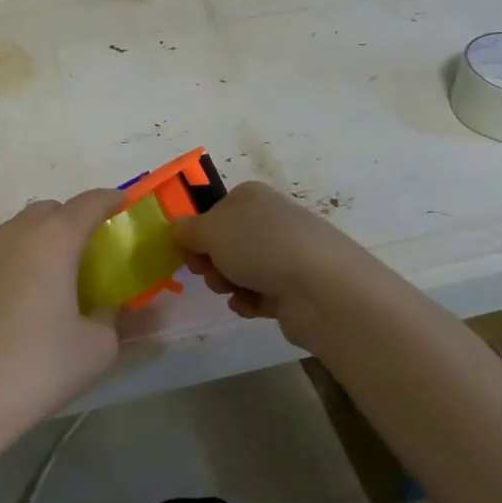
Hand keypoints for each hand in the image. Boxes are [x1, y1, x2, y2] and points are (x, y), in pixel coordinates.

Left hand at [0, 189, 125, 454]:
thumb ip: (112, 318)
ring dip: (43, 239)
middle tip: (91, 249)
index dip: (110, 200)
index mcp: (54, 240)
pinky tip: (24, 297)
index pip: (89, 203)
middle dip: (74, 219)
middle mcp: (17, 234)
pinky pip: (0, 253)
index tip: (124, 204)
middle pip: (51, 211)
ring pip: (21, 229)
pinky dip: (19, 259)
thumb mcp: (97, 347)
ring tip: (56, 274)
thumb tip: (110, 308)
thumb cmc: (39, 366)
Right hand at [173, 181, 384, 347]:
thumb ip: (187, 229)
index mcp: (250, 196)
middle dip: (211, 260)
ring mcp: (285, 253)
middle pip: (226, 242)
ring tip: (232, 290)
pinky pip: (259, 293)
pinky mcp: (294, 286)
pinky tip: (249, 306)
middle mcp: (270, 219)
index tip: (187, 250)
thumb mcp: (210, 230)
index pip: (214, 210)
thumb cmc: (259, 246)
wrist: (321, 288)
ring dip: (227, 282)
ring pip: (240, 268)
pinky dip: (248, 300)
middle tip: (207, 272)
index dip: (197, 232)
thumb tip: (180, 228)